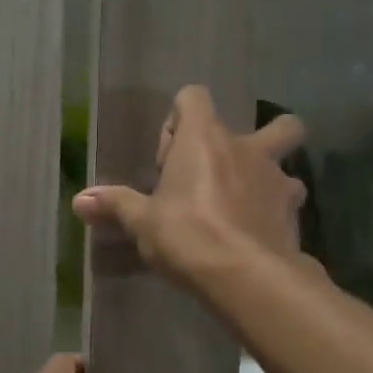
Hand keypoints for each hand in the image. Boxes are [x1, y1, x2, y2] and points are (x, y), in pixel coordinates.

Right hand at [71, 85, 306, 287]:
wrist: (246, 275)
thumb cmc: (187, 235)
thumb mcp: (143, 222)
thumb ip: (115, 205)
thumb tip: (79, 200)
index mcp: (205, 138)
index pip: (194, 97)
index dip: (179, 120)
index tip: (167, 159)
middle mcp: (247, 148)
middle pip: (276, 124)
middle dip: (260, 136)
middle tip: (226, 170)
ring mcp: (277, 179)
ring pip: (285, 165)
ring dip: (267, 178)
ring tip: (244, 206)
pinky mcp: (293, 213)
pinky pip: (287, 202)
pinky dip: (274, 212)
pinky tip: (257, 235)